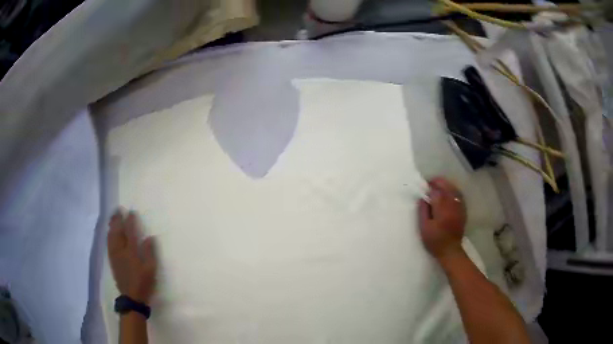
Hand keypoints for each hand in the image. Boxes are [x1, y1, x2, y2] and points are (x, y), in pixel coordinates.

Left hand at [107, 209, 157, 304]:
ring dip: (111, 225)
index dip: (130, 221)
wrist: (132, 297)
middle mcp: (121, 251)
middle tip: (118, 210)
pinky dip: (109, 235)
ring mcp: (115, 255)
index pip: (130, 232)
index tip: (131, 212)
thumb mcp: (151, 269)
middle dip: (117, 220)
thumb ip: (150, 253)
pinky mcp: (112, 260)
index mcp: (131, 252)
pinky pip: (109, 243)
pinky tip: (109, 232)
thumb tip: (150, 237)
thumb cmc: (143, 283)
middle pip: (117, 232)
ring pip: (111, 236)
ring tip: (112, 217)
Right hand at [418, 177, 465, 259]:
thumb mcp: (424, 227)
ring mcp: (459, 206)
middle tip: (431, 183)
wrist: (450, 250)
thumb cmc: (435, 240)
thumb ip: (423, 211)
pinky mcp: (463, 210)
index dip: (430, 186)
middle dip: (438, 182)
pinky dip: (453, 191)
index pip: (436, 191)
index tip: (424, 186)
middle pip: (447, 186)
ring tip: (439, 186)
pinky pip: (459, 195)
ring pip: (454, 189)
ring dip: (446, 185)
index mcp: (441, 208)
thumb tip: (422, 198)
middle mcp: (452, 204)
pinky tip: (448, 193)